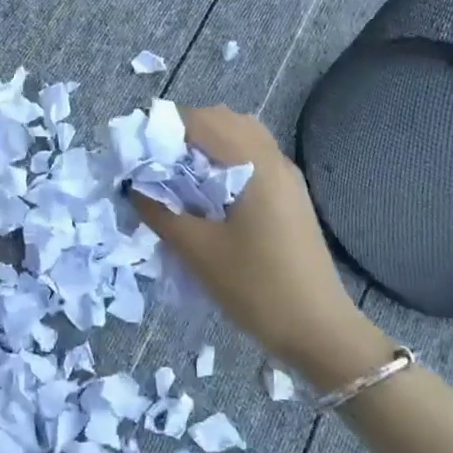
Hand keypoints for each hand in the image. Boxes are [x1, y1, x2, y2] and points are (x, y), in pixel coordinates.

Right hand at [130, 106, 378, 374]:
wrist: (319, 332)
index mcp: (254, 164)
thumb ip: (160, 212)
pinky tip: (205, 193)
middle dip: (182, 133)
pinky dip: (223, 161)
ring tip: (176, 176)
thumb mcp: (198, 251)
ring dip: (204, 146)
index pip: (201, 121)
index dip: (164, 127)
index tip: (135, 150)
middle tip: (152, 162)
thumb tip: (133, 186)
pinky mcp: (289, 196)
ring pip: (239, 138)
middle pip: (222, 121)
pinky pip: (251, 158)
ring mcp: (286, 177)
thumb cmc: (256, 288)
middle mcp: (273, 159)